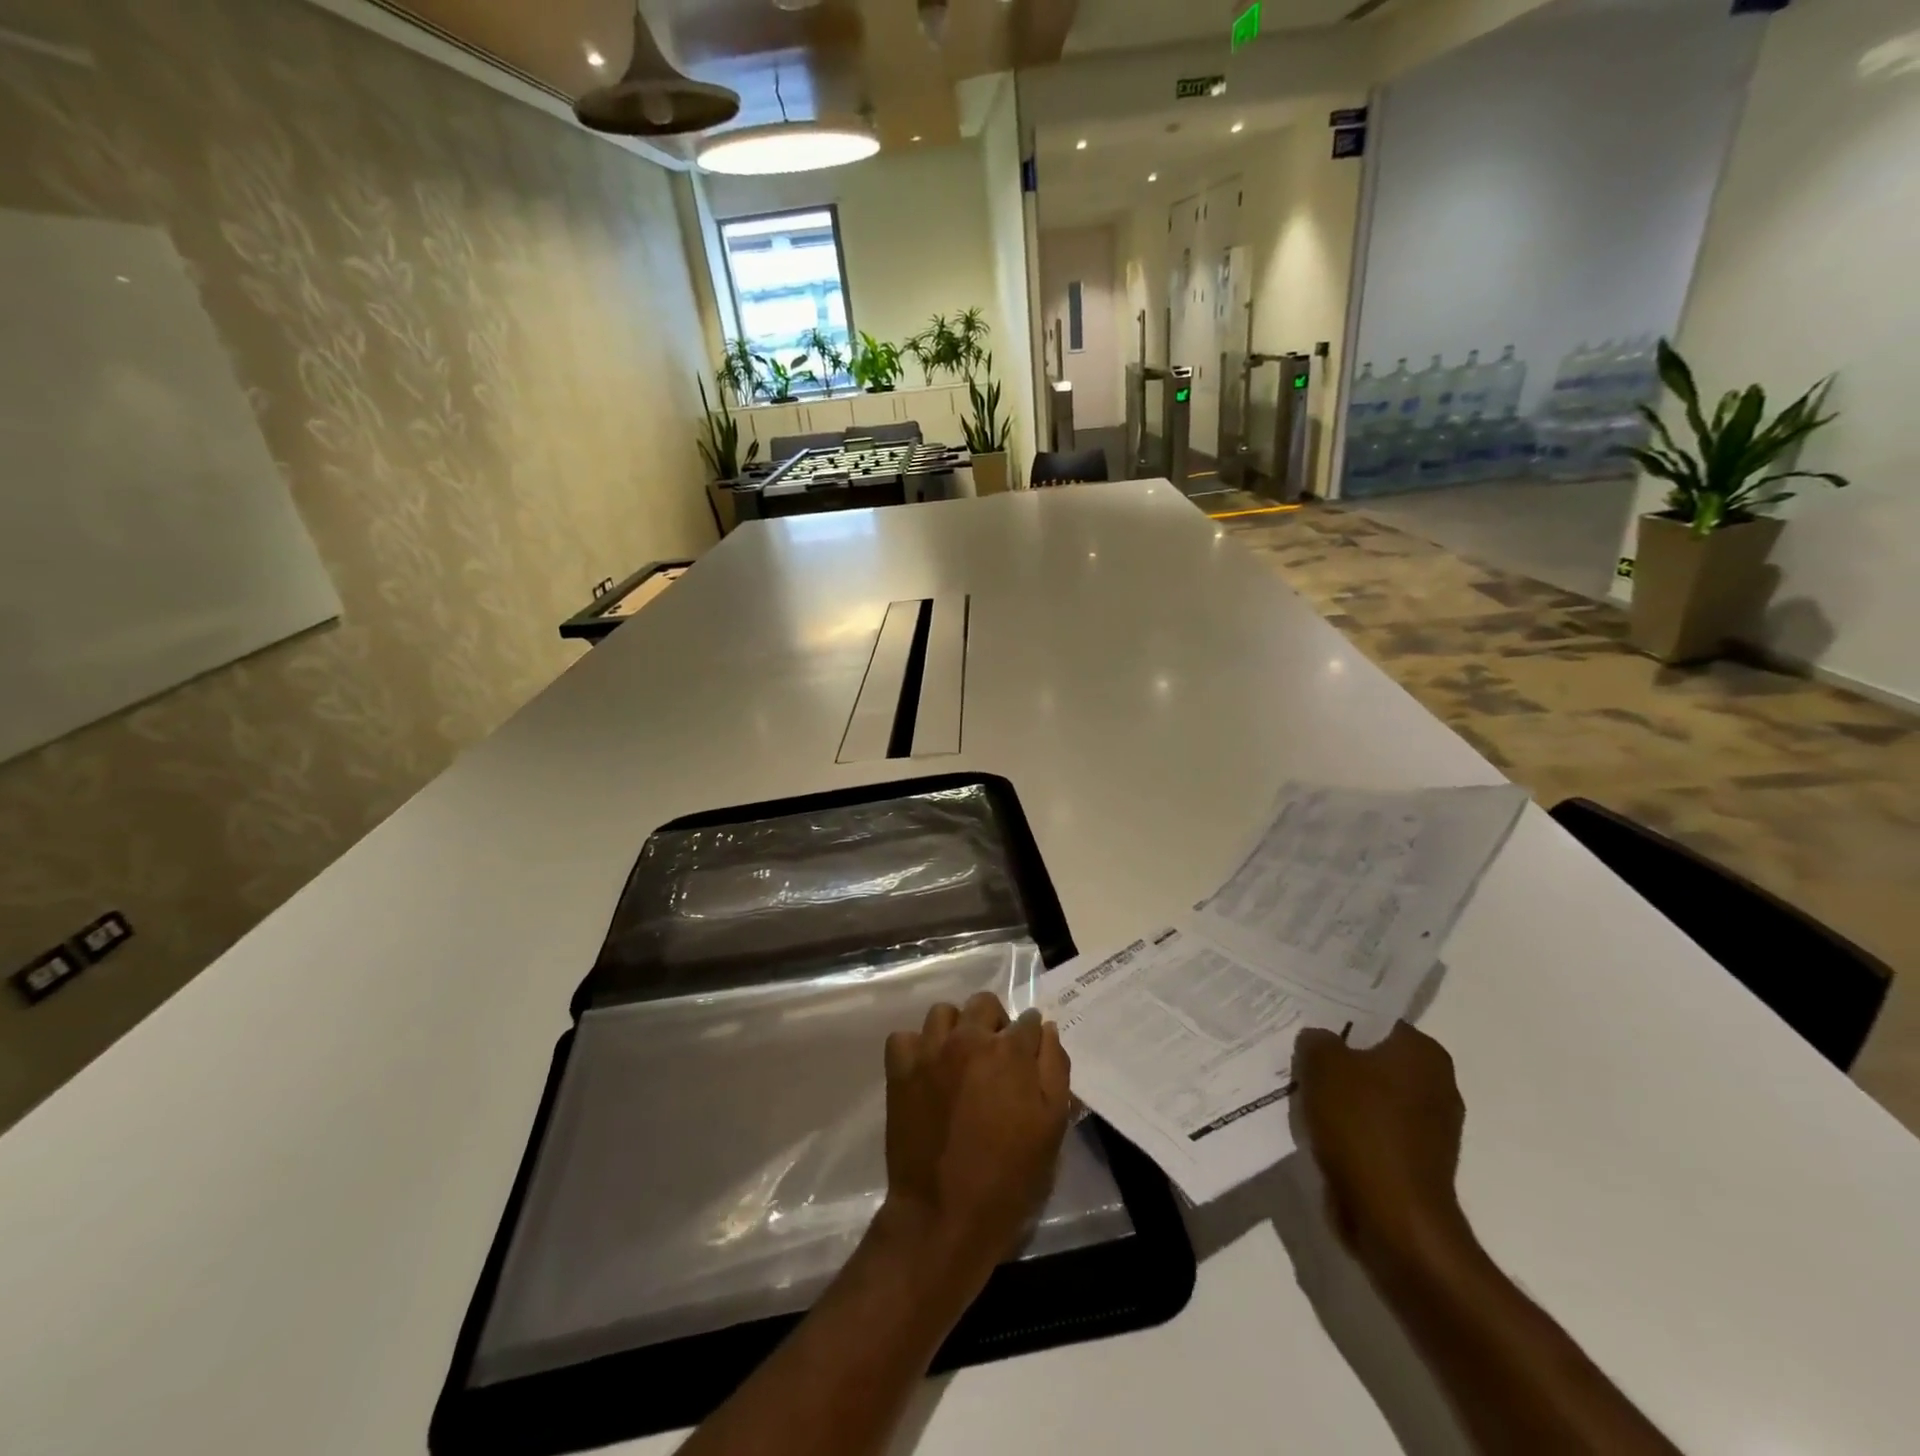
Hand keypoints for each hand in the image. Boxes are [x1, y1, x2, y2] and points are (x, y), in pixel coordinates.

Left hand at [880, 993, 1071, 1286]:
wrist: (945, 1215)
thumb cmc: (1009, 1177)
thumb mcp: (1052, 1126)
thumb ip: (1055, 1069)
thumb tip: (1047, 1030)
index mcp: (1010, 1051)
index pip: (1029, 1021)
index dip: (1032, 1038)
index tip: (1029, 1057)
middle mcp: (969, 1038)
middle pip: (984, 1004)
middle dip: (995, 1022)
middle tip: (996, 1057)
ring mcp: (930, 1051)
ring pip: (943, 1013)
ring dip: (956, 1028)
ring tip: (959, 1059)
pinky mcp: (900, 1069)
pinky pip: (904, 1037)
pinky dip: (916, 1047)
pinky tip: (926, 1069)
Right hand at [1292, 1021, 1467, 1272]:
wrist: (1393, 1219)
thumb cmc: (1361, 1128)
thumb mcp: (1322, 1064)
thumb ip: (1317, 1040)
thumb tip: (1320, 1040)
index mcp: (1423, 1053)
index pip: (1375, 1020)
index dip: (1338, 1019)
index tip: (1306, 1024)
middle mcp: (1437, 1084)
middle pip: (1373, 1058)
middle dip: (1338, 1060)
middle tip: (1298, 1056)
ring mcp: (1430, 1128)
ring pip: (1372, 1096)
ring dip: (1341, 1097)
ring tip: (1302, 1094)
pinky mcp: (1417, 1163)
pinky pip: (1373, 1130)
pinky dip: (1350, 1129)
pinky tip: (1319, 1130)